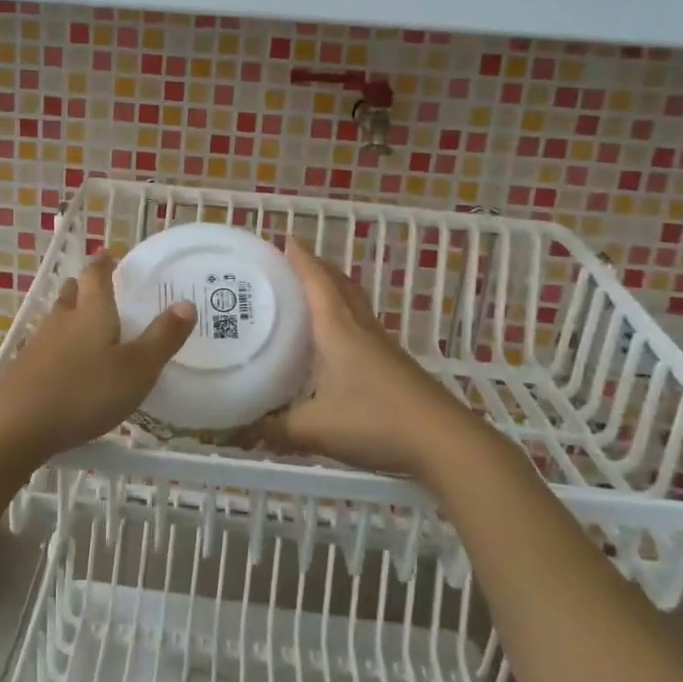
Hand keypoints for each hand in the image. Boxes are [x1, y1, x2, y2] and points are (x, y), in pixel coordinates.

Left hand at [0, 253, 195, 464]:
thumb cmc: (85, 392)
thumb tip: (186, 303)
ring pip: (56, 319)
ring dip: (69, 315)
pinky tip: (63, 365)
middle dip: (84, 287)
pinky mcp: (22, 369)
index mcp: (92, 312)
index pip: (96, 276)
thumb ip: (162, 338)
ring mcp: (37, 344)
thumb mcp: (137, 369)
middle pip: (72, 294)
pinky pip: (44, 347)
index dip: (104, 264)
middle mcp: (62, 320)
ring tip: (82, 323)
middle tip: (96, 287)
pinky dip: (57, 347)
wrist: (16, 426)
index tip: (108, 255)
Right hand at [245, 242, 467, 475]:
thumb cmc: (374, 421)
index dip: (301, 260)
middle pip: (340, 285)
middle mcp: (361, 329)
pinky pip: (363, 326)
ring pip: (355, 305)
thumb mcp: (314, 429)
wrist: (443, 441)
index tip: (286, 240)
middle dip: (319, 268)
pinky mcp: (395, 365)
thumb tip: (240, 432)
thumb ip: (275, 429)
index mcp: (338, 330)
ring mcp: (382, 346)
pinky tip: (336, 342)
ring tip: (312, 294)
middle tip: (294, 262)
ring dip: (335, 290)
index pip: (317, 282)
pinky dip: (346, 318)